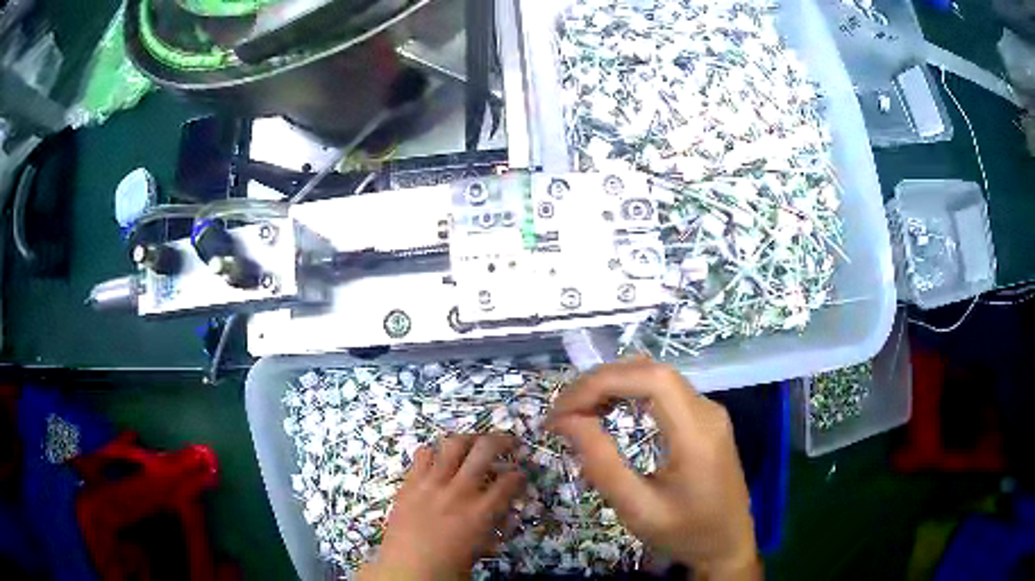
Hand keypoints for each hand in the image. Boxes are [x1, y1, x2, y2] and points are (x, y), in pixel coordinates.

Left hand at [358, 434, 524, 580]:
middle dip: (503, 441)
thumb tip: (505, 510)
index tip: (519, 474)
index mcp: (481, 512)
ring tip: (475, 442)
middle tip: (509, 442)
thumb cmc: (449, 566)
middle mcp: (459, 491)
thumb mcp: (482, 547)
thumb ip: (495, 524)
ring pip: (453, 444)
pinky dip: (435, 452)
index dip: (519, 475)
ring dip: (469, 439)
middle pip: (485, 450)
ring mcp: (432, 484)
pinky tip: (439, 459)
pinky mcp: (410, 483)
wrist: (407, 569)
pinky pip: (423, 454)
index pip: (510, 481)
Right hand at [547, 357, 759, 579]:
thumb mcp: (638, 509)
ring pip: (656, 376)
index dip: (601, 382)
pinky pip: (664, 391)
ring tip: (579, 411)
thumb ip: (602, 464)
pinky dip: (630, 393)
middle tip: (563, 412)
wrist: (728, 544)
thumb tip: (566, 421)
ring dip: (614, 385)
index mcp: (697, 433)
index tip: (562, 411)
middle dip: (600, 382)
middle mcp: (707, 410)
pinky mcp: (705, 419)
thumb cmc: (685, 533)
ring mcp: (709, 411)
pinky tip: (609, 411)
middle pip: (651, 370)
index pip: (651, 378)